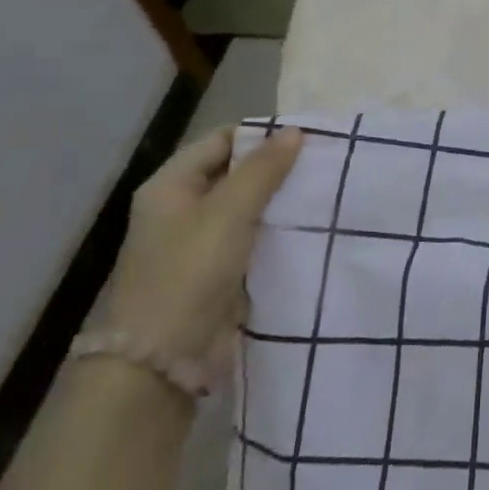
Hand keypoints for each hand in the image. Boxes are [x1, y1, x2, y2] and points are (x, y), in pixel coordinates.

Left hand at [98, 125, 302, 366]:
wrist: (163, 358)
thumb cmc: (190, 272)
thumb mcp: (229, 212)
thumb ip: (263, 170)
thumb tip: (294, 131)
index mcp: (170, 185)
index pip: (221, 140)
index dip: (261, 135)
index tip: (308, 137)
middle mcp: (181, 208)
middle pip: (235, 172)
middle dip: (276, 167)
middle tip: (324, 162)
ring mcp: (199, 242)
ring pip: (248, 207)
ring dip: (280, 200)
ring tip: (325, 190)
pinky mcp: (218, 271)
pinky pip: (253, 237)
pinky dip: (277, 230)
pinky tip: (310, 226)